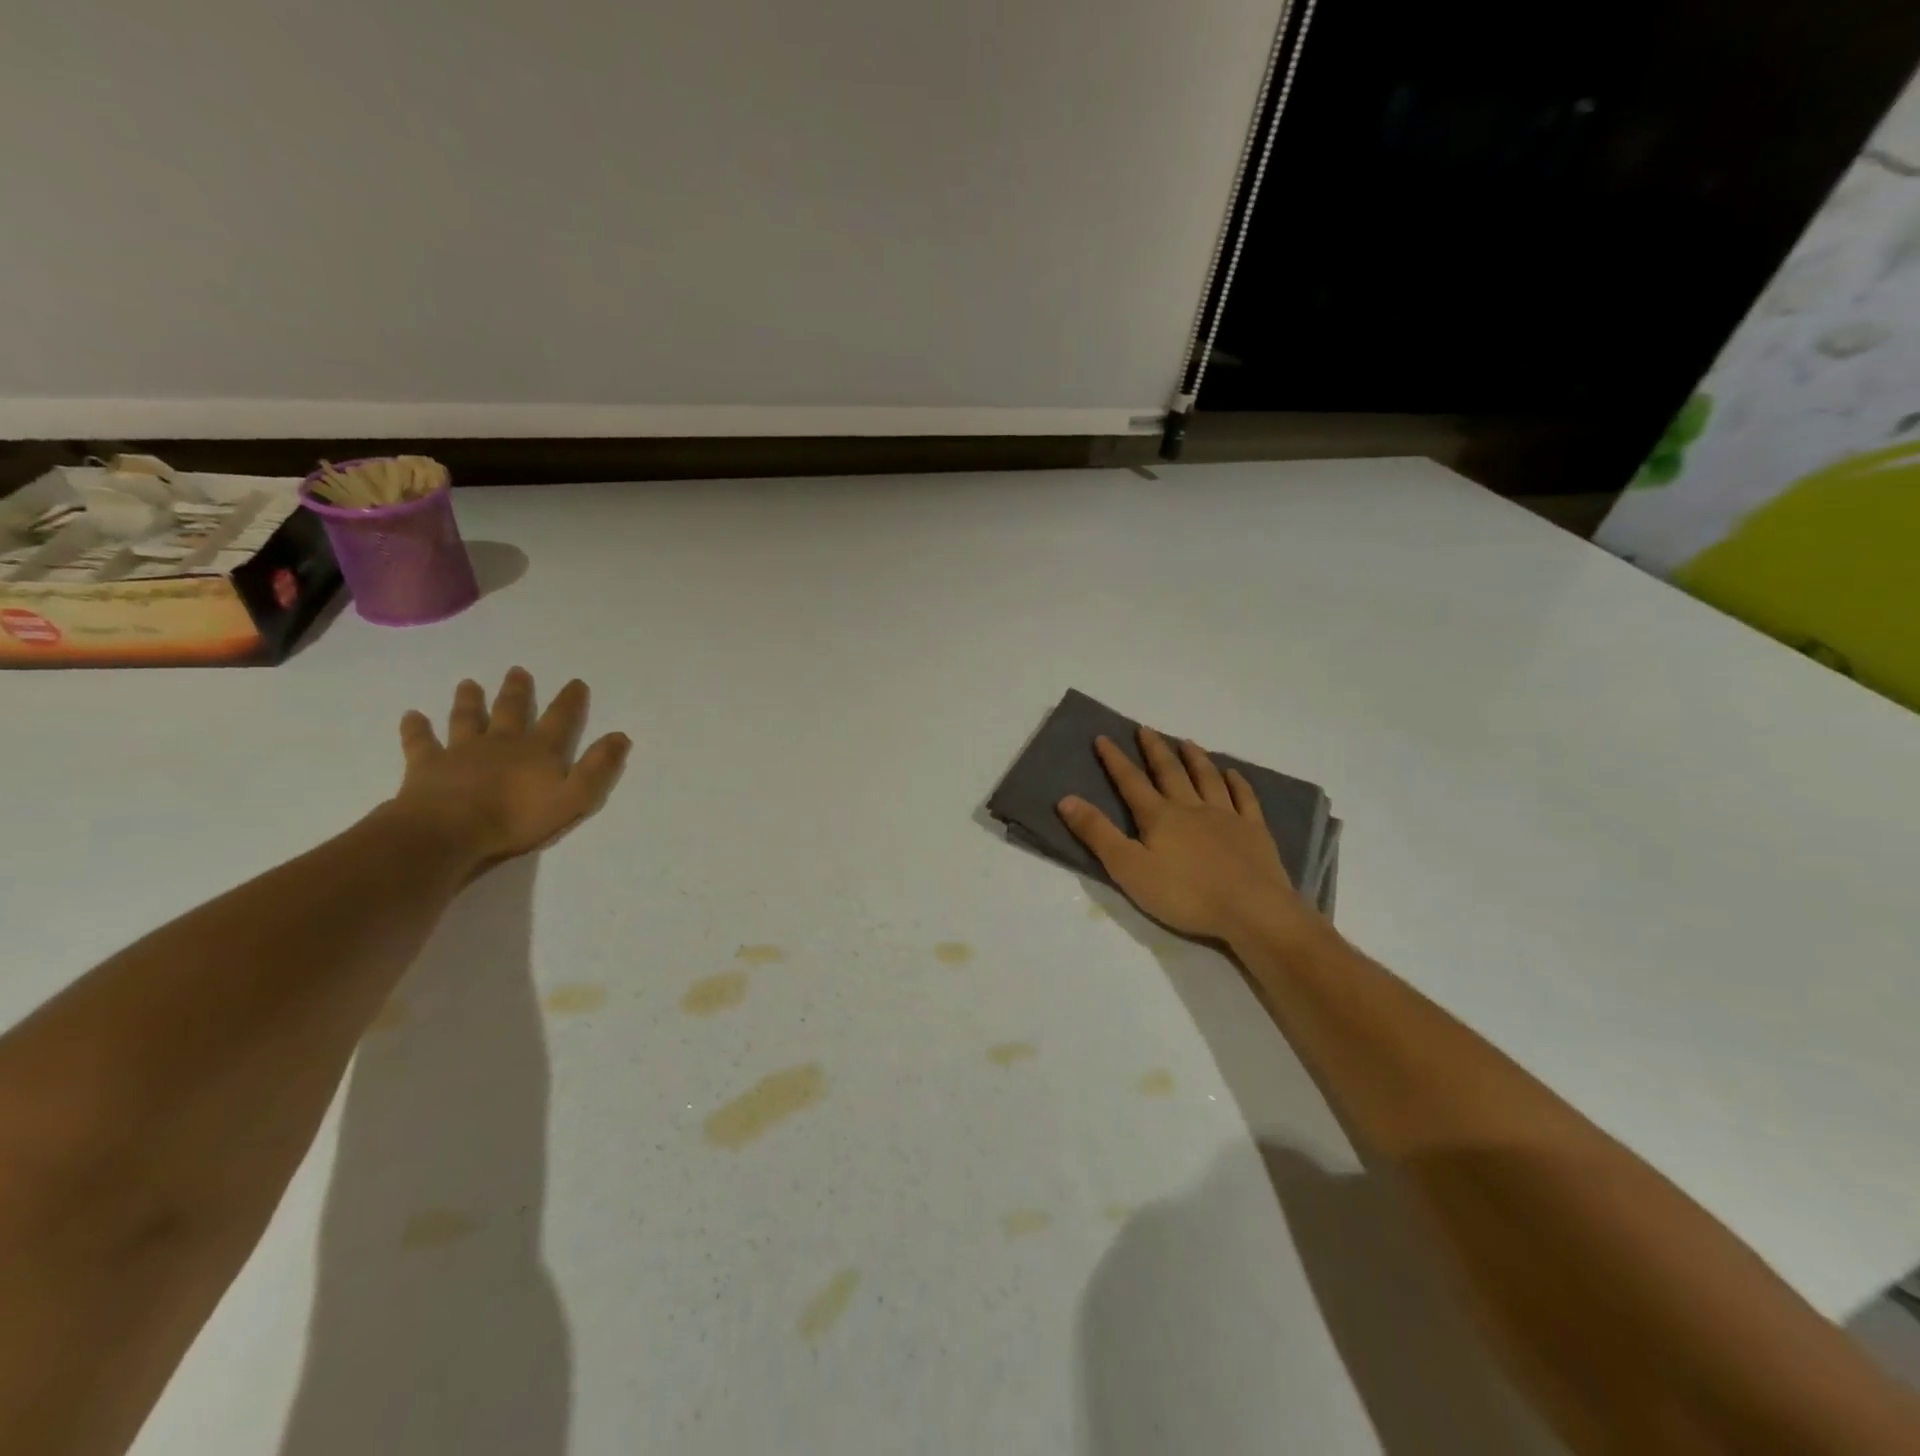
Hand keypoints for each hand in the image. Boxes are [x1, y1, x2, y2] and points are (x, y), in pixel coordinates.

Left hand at [390, 667, 630, 871]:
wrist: (449, 831)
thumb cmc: (517, 818)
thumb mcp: (574, 797)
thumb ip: (598, 768)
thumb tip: (620, 736)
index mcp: (538, 750)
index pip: (560, 719)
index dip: (570, 701)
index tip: (576, 682)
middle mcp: (502, 742)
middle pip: (511, 710)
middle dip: (517, 691)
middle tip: (517, 671)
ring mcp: (462, 751)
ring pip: (467, 719)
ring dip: (469, 701)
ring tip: (468, 684)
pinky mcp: (428, 765)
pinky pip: (421, 742)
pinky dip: (416, 728)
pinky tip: (411, 716)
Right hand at [1057, 728, 1314, 947]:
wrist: (1251, 910)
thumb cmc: (1184, 894)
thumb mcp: (1128, 868)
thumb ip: (1097, 834)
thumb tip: (1066, 799)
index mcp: (1159, 817)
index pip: (1131, 782)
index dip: (1115, 760)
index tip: (1103, 738)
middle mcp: (1191, 807)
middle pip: (1170, 772)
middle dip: (1155, 750)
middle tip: (1145, 729)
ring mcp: (1226, 817)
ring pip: (1207, 779)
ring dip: (1195, 759)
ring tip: (1187, 742)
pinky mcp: (1254, 831)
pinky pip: (1244, 799)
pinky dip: (1237, 783)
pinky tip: (1233, 774)